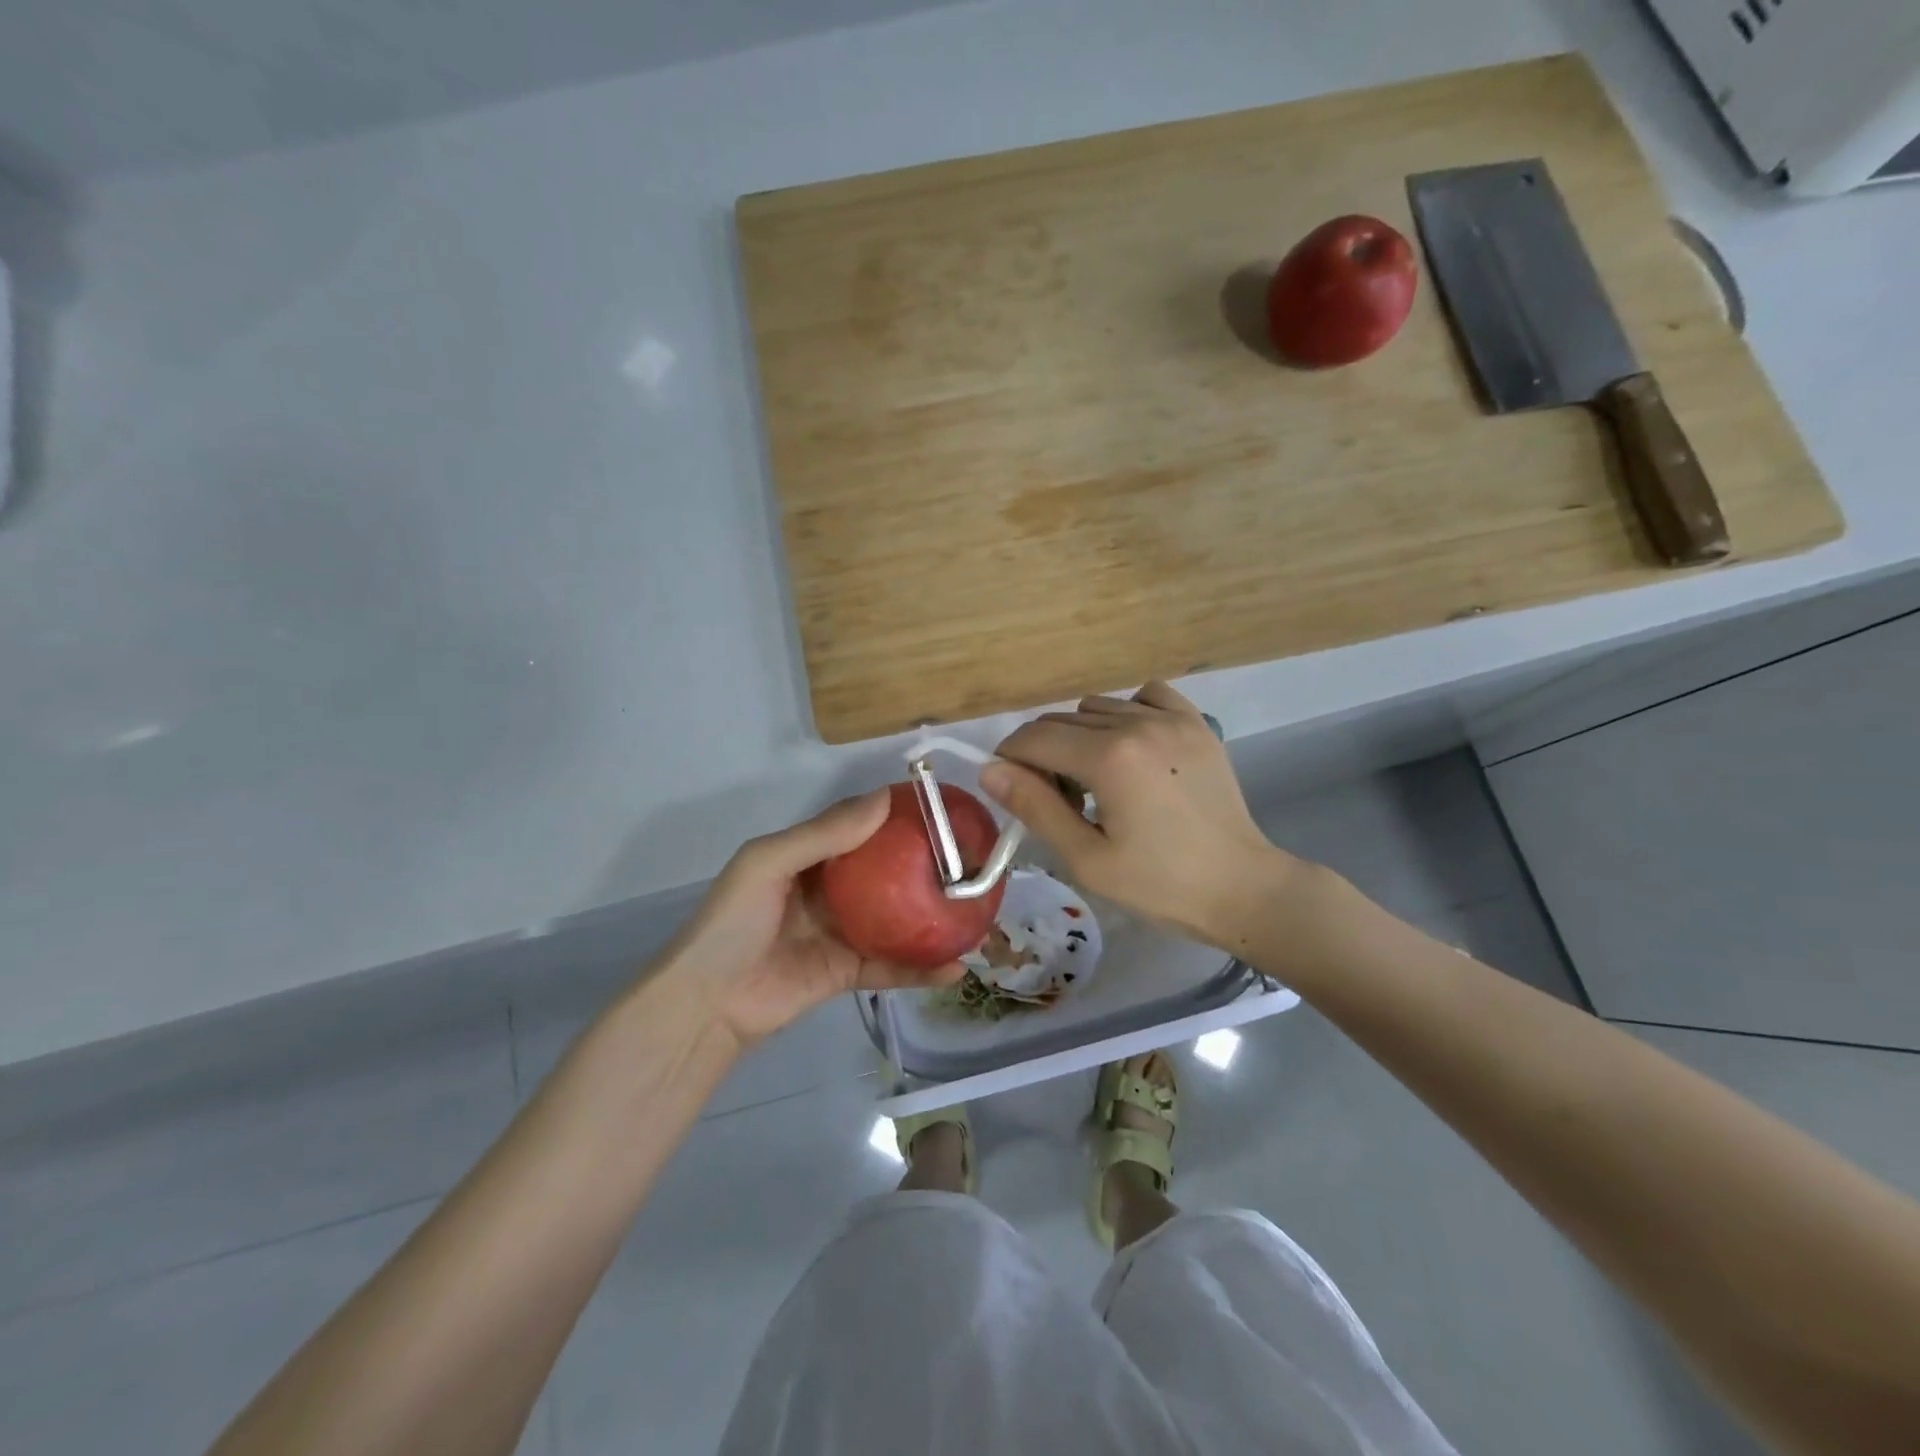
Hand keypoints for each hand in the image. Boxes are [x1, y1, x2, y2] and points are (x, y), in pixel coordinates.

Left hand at [662, 791, 964, 1051]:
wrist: (707, 1003)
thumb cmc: (733, 922)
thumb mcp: (768, 863)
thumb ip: (824, 834)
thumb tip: (883, 799)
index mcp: (812, 857)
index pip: (863, 829)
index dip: (898, 818)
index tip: (943, 810)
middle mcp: (833, 890)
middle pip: (889, 873)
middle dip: (927, 867)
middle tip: (972, 860)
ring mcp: (844, 932)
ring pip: (898, 920)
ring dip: (934, 918)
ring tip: (976, 911)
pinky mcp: (849, 973)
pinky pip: (892, 967)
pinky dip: (922, 969)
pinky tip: (955, 968)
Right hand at [981, 682, 1302, 948]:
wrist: (1239, 886)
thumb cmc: (1158, 884)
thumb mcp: (1087, 858)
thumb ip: (1035, 807)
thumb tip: (989, 770)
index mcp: (1109, 759)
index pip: (1033, 739)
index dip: (1009, 759)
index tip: (1011, 788)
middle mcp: (1137, 724)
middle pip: (1061, 720)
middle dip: (1042, 753)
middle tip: (1057, 798)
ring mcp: (1171, 718)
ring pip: (1097, 707)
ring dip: (1080, 736)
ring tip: (1097, 778)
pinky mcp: (1195, 722)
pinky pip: (1143, 695)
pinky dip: (1126, 713)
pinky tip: (1132, 747)